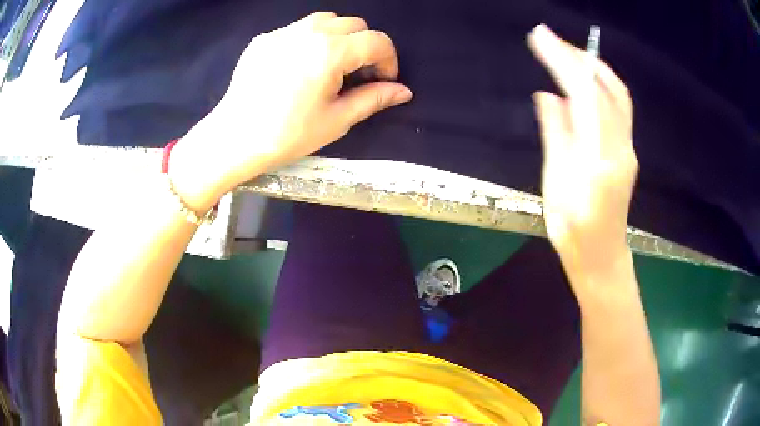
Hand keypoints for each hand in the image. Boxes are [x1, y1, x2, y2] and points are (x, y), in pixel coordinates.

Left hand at [170, 12, 412, 209]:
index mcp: (330, 52)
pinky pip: (297, 29)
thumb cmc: (287, 135)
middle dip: (365, 45)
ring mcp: (282, 32)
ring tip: (331, 65)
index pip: (377, 40)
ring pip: (326, 20)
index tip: (383, 80)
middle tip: (357, 74)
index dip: (388, 60)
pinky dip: (310, 39)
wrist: (233, 139)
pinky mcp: (263, 39)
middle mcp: (308, 32)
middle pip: (354, 24)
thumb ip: (373, 99)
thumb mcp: (336, 120)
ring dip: (339, 37)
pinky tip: (300, 65)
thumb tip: (403, 91)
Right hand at [528, 25, 637, 278]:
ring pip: (617, 95)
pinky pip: (618, 108)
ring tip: (565, 53)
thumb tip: (547, 94)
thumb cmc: (574, 231)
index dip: (563, 60)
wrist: (601, 257)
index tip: (540, 37)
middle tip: (551, 40)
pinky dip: (599, 85)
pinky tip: (580, 81)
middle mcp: (621, 147)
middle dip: (580, 56)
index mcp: (600, 157)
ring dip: (592, 67)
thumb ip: (556, 135)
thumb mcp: (556, 184)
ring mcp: (628, 148)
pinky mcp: (627, 151)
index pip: (585, 94)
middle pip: (608, 87)